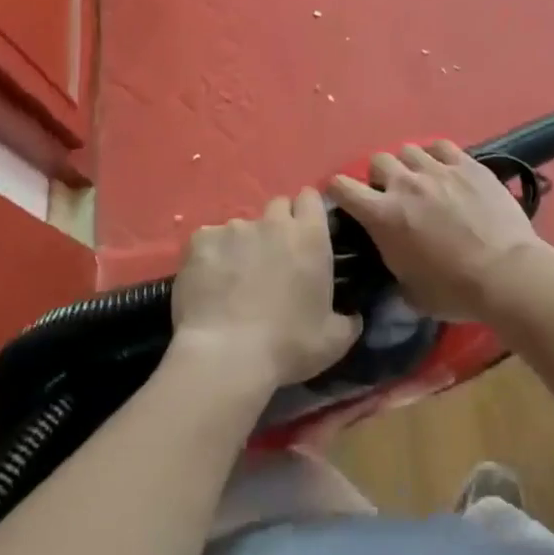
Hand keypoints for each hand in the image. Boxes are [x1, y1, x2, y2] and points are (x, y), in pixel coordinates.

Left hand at [171, 189, 362, 392]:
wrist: (225, 356)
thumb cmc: (287, 346)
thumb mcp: (334, 341)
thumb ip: (348, 319)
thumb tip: (352, 315)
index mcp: (310, 236)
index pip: (310, 198)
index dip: (307, 213)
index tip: (305, 235)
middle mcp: (273, 222)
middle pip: (278, 207)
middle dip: (278, 226)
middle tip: (274, 260)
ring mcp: (234, 228)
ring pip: (242, 226)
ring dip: (243, 245)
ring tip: (235, 280)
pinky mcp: (200, 241)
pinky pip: (208, 241)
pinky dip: (210, 257)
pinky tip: (208, 284)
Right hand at [331, 142, 553, 320]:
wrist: (506, 274)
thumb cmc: (454, 291)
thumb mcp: (409, 290)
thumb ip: (393, 263)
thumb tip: (394, 256)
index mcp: (383, 215)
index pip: (342, 187)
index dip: (338, 190)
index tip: (346, 199)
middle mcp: (405, 184)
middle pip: (378, 160)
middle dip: (380, 176)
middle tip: (393, 194)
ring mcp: (438, 170)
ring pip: (409, 149)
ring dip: (410, 165)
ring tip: (422, 180)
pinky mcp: (468, 164)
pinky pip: (442, 146)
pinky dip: (438, 155)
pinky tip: (446, 169)